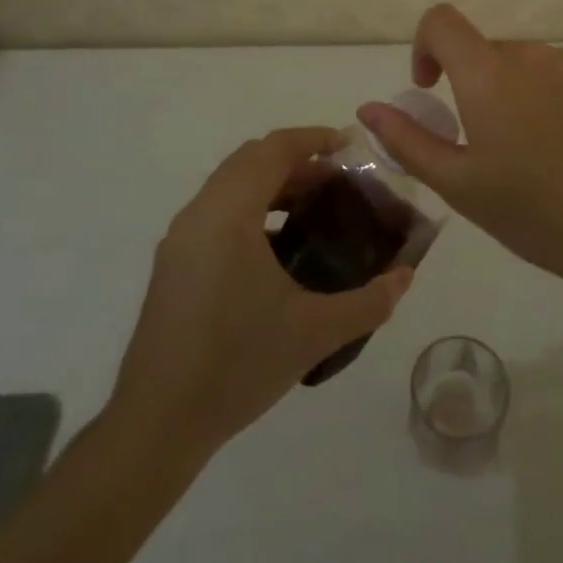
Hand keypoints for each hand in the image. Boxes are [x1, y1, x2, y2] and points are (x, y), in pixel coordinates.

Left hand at [110, 127, 412, 457]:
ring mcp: (181, 237)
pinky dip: (251, 206)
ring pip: (231, 184)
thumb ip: (368, 302)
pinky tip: (277, 247)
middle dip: (297, 160)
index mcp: (229, 214)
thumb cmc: (237, 365)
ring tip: (313, 209)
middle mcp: (200, 213)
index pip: (273, 150)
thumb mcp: (315, 333)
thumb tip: (405, 277)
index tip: (349, 146)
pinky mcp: (173, 262)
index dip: (313, 139)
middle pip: (251, 159)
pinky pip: (217, 210)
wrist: (157, 423)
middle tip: (338, 181)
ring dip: (272, 183)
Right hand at [358, 5, 562, 288]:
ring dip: (521, 91)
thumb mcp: (459, 185)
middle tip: (493, 146)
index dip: (426, 46)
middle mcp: (530, 52)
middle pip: (487, 51)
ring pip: (530, 63)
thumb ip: (407, 140)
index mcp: (487, 74)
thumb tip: (368, 108)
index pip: (441, 20)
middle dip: (478, 86)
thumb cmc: (534, 213)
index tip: (432, 87)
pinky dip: (560, 93)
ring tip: (541, 150)